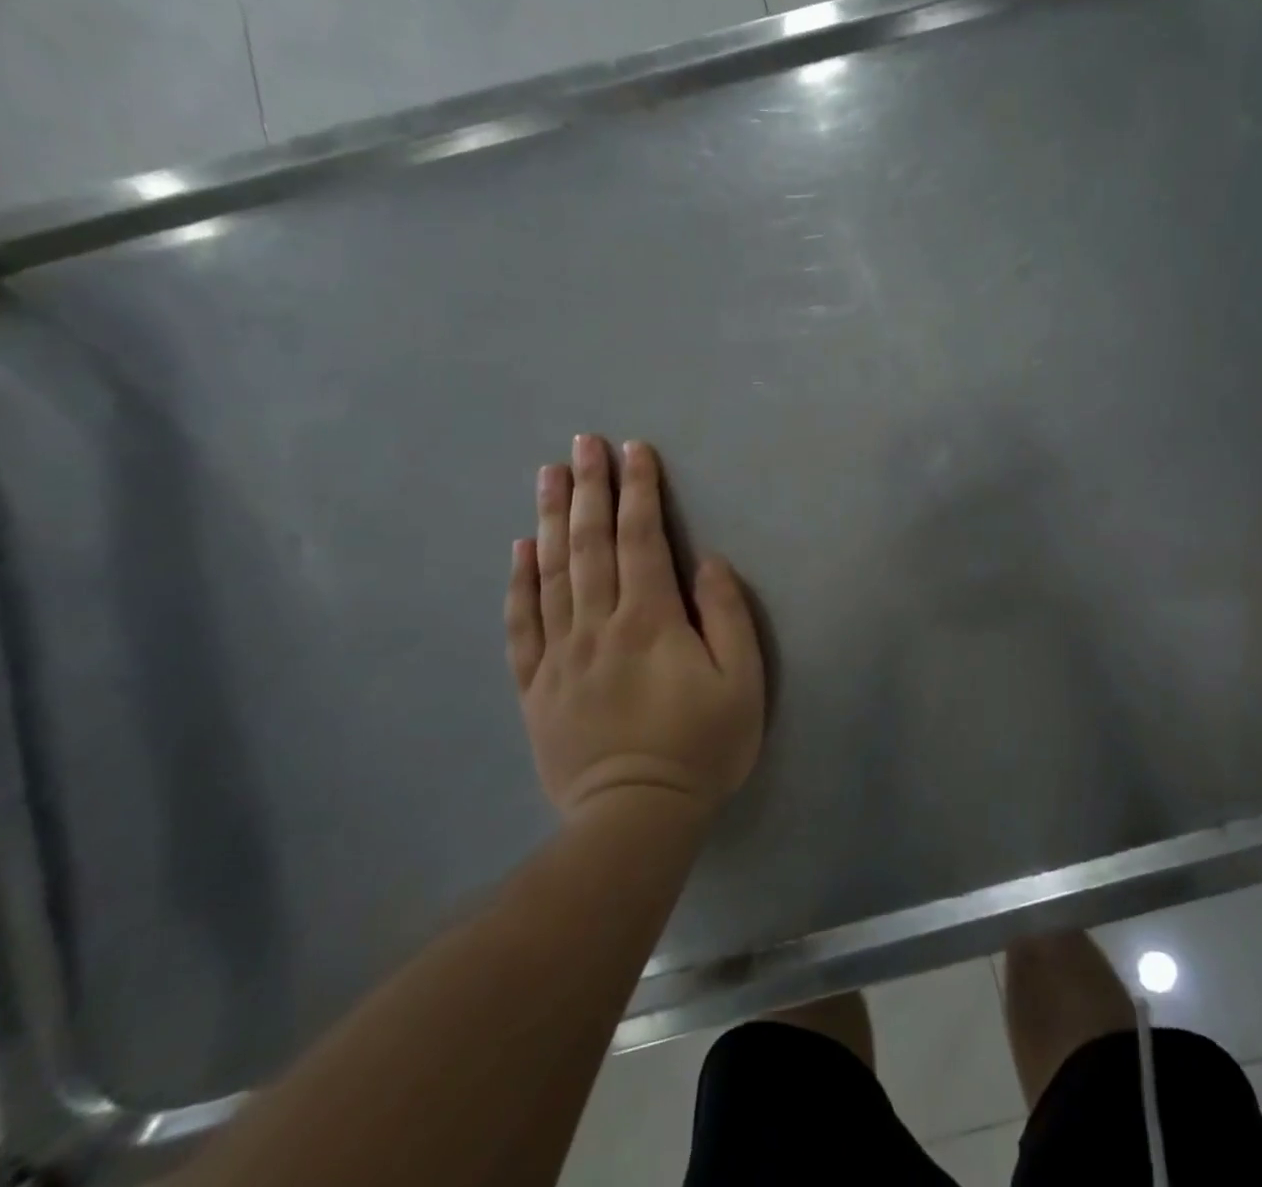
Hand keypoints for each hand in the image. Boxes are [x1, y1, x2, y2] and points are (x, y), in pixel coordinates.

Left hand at [504, 436, 764, 818]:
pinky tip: (519, 549)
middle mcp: (598, 625)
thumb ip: (726, 615)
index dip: (639, 491)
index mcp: (650, 620)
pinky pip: (522, 624)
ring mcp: (560, 654)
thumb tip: (707, 562)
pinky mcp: (536, 686)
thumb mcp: (742, 681)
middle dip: (589, 488)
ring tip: (547, 474)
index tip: (633, 450)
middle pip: (591, 544)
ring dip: (551, 519)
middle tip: (582, 443)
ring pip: (551, 573)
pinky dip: (519, 582)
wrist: (636, 817)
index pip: (643, 539)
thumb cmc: (702, 746)